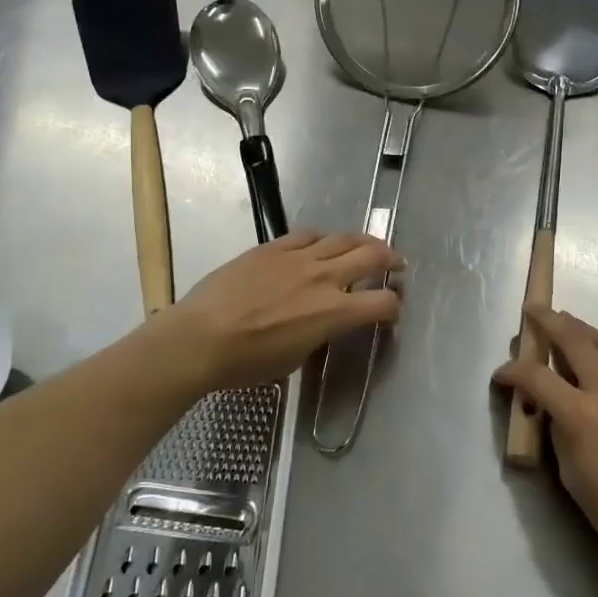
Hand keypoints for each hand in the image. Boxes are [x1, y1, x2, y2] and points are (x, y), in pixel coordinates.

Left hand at [165, 231, 404, 390]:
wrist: (200, 338)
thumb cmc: (247, 362)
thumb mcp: (295, 358)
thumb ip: (319, 334)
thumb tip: (325, 323)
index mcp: (334, 312)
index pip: (382, 303)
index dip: (394, 308)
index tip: (390, 313)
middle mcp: (324, 278)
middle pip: (372, 257)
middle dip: (391, 260)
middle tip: (397, 264)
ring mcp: (298, 258)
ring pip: (343, 238)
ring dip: (362, 242)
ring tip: (367, 246)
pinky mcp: (273, 248)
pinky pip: (307, 234)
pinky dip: (323, 238)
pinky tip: (322, 243)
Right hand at [494, 305, 597, 585]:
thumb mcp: (569, 472)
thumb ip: (558, 430)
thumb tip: (552, 409)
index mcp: (580, 413)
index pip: (536, 376)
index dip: (512, 370)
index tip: (501, 374)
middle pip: (575, 340)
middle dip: (551, 321)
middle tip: (535, 310)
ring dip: (581, 328)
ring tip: (566, 322)